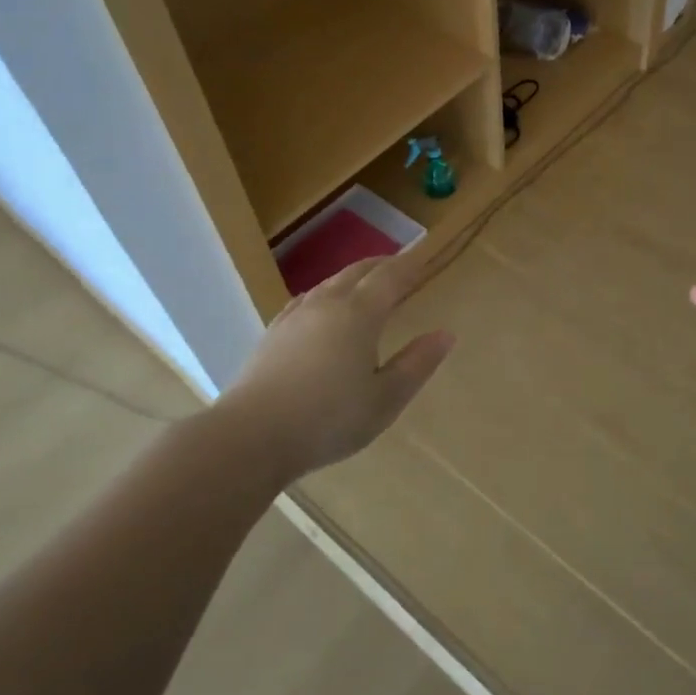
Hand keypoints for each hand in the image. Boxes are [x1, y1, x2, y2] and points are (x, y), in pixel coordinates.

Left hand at [226, 255, 454, 479]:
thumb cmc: (328, 419)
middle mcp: (327, 304)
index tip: (424, 258)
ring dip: (353, 276)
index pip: (390, 277)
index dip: (410, 266)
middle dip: (382, 265)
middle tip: (400, 265)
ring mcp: (295, 317)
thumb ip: (417, 364)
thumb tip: (445, 334)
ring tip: (366, 282)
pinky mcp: (273, 334)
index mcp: (359, 314)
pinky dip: (325, 293)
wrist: (250, 437)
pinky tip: (319, 305)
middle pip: (358, 272)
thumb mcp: (385, 399)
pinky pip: (306, 299)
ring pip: (329, 282)